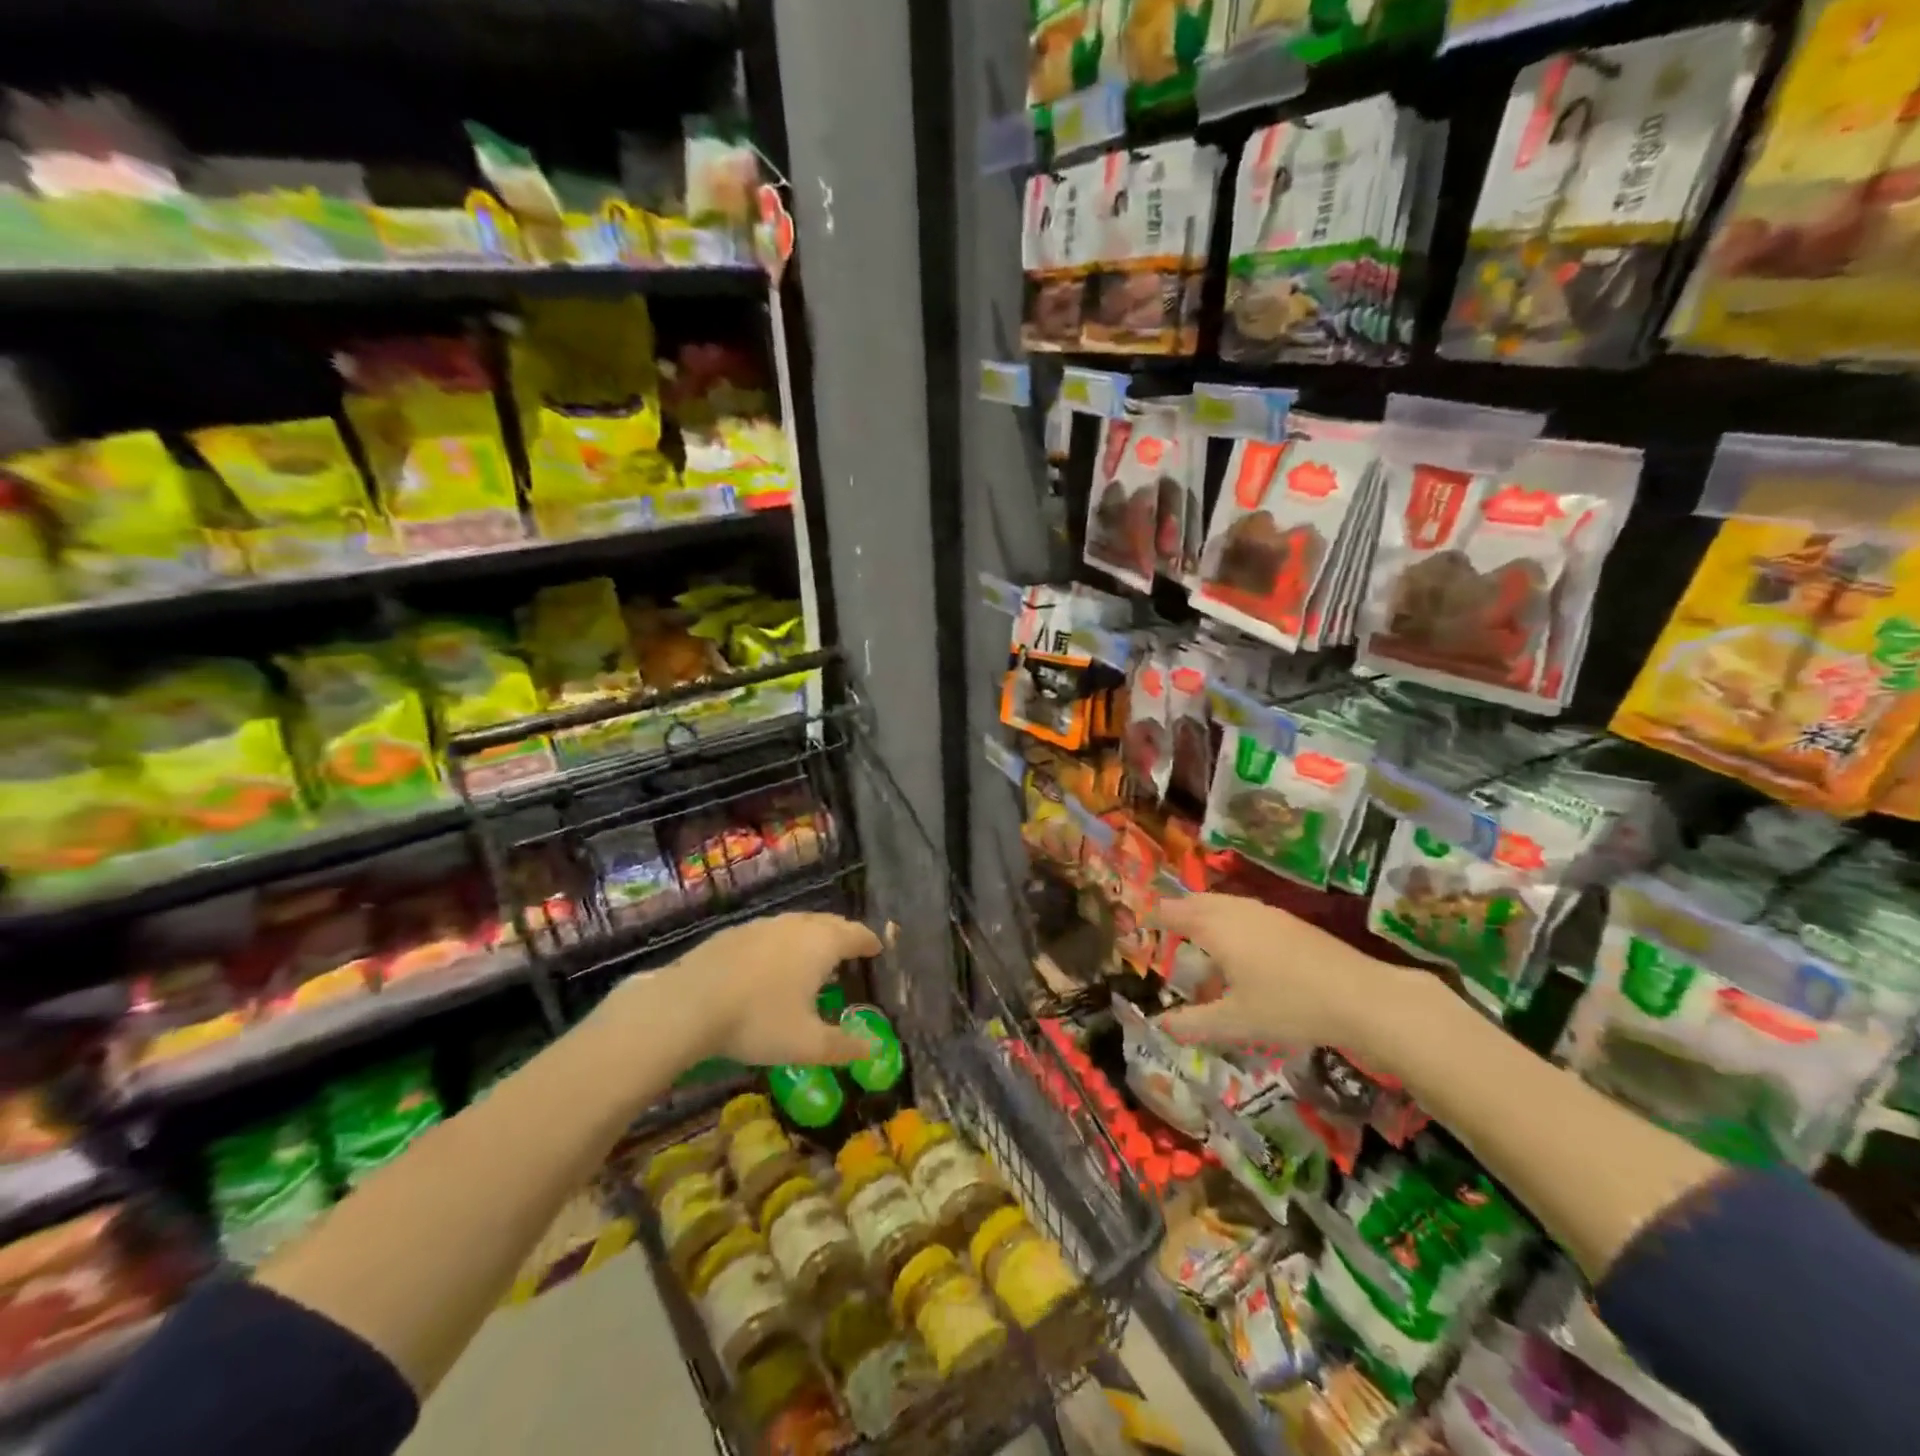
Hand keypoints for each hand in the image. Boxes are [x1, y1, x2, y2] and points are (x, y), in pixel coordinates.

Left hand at [620, 912, 881, 1066]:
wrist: (688, 1004)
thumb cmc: (758, 1020)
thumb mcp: (806, 1044)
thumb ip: (843, 1046)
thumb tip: (874, 1050)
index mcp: (821, 944)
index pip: (856, 934)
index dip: (869, 941)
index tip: (877, 948)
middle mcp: (795, 926)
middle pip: (828, 922)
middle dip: (842, 934)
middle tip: (850, 949)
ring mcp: (762, 925)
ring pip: (796, 924)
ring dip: (811, 936)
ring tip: (812, 955)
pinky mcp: (733, 933)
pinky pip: (769, 932)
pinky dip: (780, 943)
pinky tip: (769, 963)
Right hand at [1153, 894, 1403, 1055]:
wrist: (1361, 996)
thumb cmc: (1289, 1006)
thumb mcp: (1236, 1022)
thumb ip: (1194, 1023)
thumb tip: (1161, 1024)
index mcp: (1216, 928)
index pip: (1172, 912)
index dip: (1153, 916)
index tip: (1137, 923)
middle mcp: (1236, 911)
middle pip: (1196, 902)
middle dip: (1177, 913)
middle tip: (1163, 931)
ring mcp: (1266, 913)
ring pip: (1223, 905)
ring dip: (1204, 917)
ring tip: (1198, 942)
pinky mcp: (1289, 922)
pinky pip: (1244, 912)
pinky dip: (1228, 922)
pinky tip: (1240, 950)